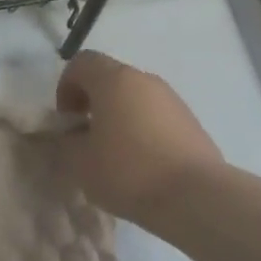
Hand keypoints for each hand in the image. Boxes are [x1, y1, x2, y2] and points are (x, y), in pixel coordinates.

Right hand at [51, 51, 222, 230]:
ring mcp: (173, 100)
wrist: (196, 197)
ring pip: (135, 98)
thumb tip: (69, 136)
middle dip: (92, 103)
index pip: (81, 63)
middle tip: (86, 138)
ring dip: (118, 117)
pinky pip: (156, 117)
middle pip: (110, 79)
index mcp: (114, 80)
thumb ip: (64, 143)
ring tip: (114, 155)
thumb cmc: (128, 171)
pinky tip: (142, 165)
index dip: (65, 87)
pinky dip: (142, 131)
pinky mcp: (192, 123)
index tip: (67, 120)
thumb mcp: (79, 162)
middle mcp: (145, 80)